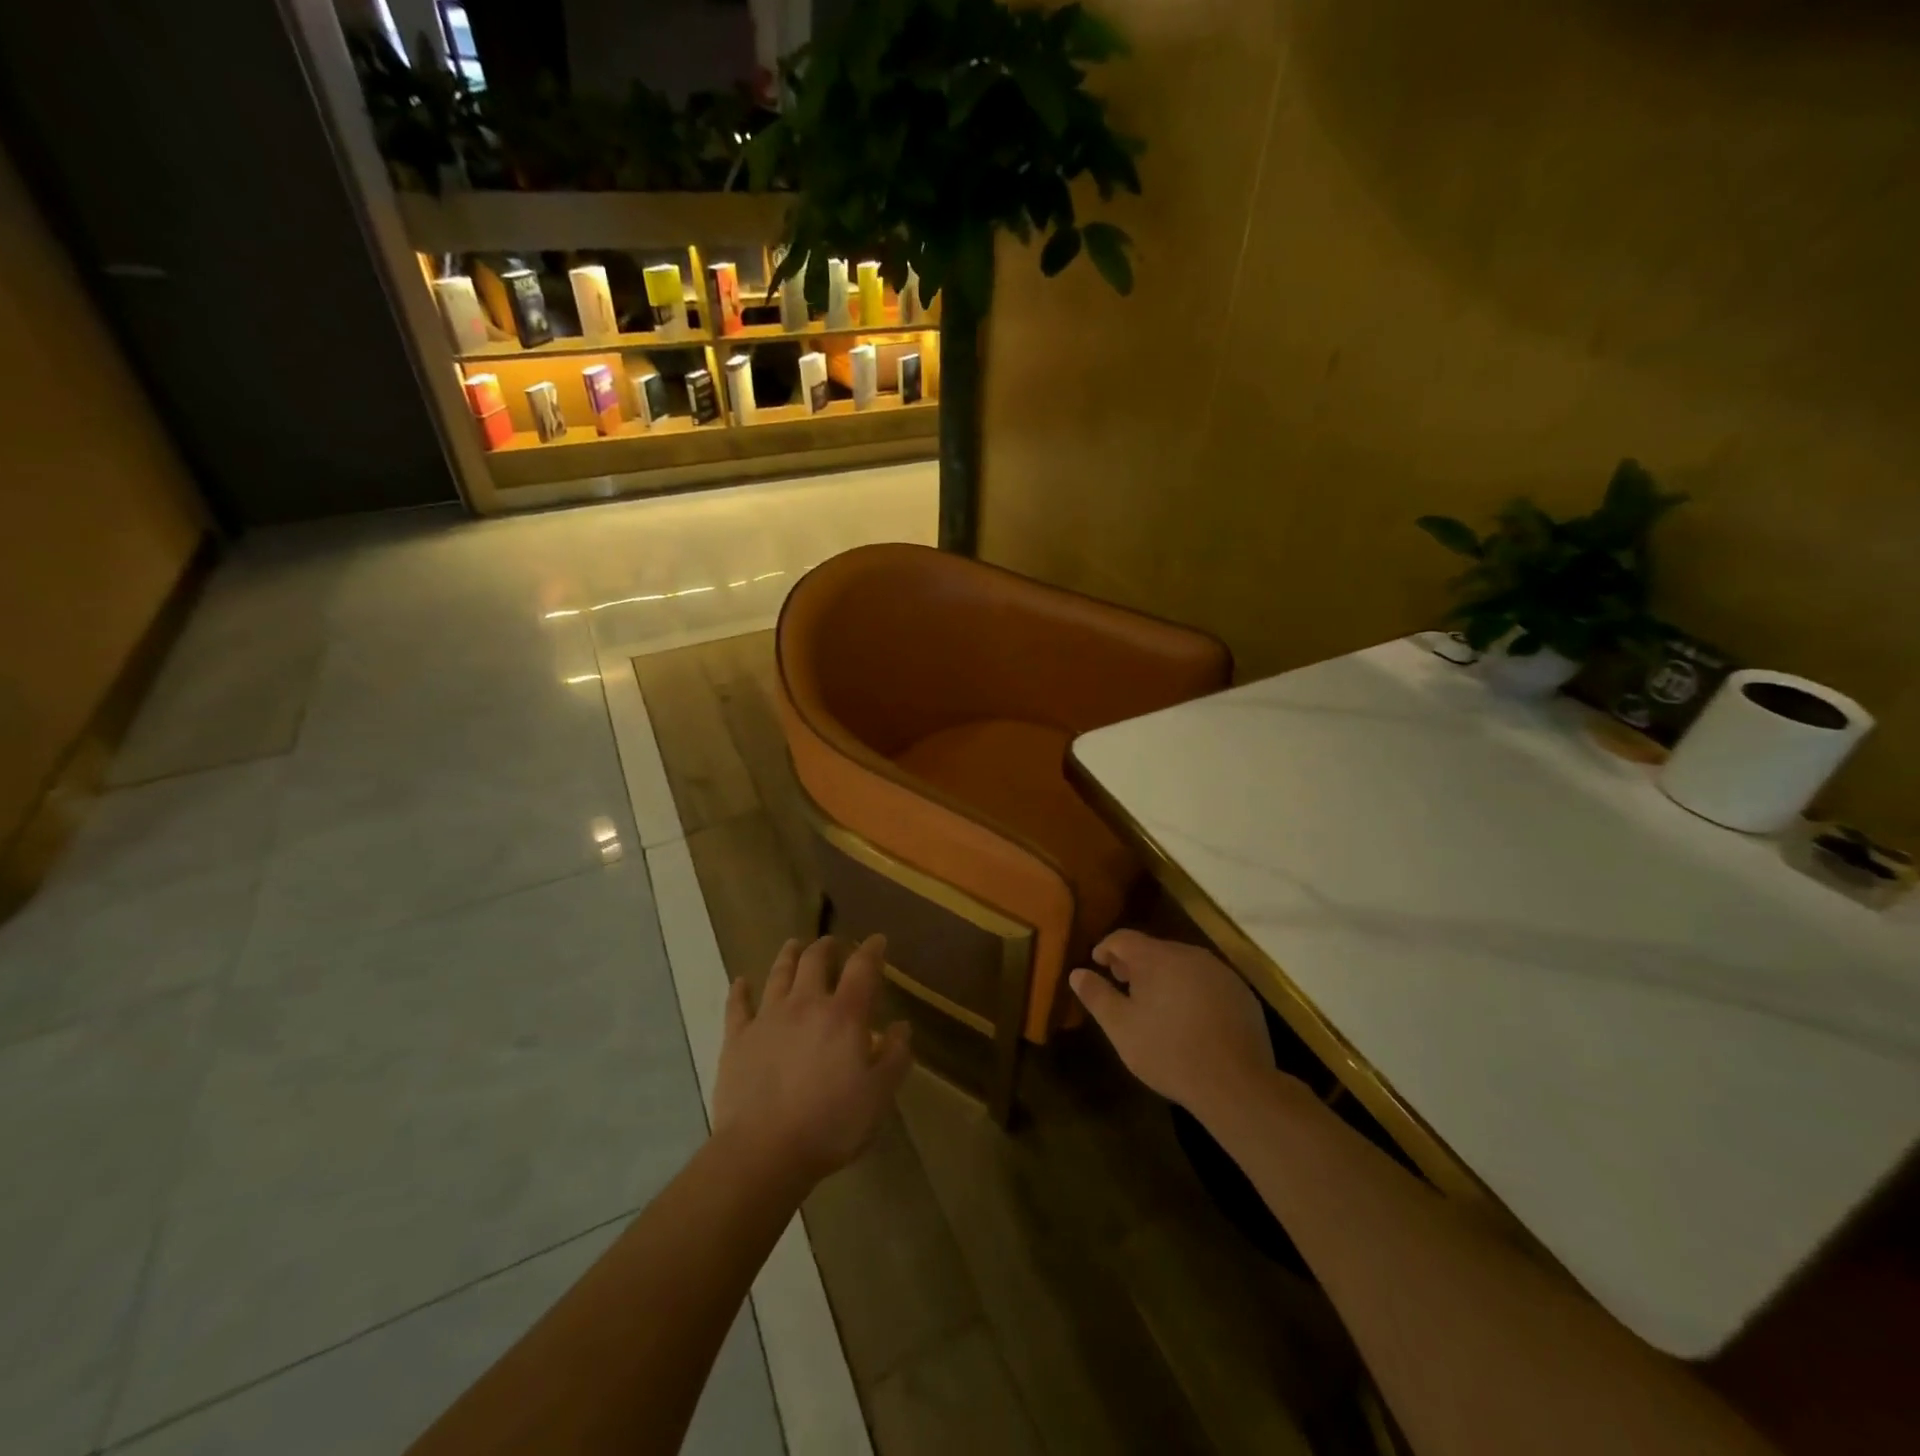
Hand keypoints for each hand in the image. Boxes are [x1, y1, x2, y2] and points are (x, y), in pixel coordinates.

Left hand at [713, 934, 912, 1186]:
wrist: (763, 1151)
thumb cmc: (830, 1124)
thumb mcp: (879, 1096)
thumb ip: (895, 1056)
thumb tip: (901, 1026)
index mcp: (844, 1015)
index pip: (862, 968)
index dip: (872, 950)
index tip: (878, 940)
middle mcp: (806, 1004)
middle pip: (815, 961)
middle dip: (826, 947)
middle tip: (832, 943)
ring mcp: (768, 1018)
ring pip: (779, 974)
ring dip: (789, 955)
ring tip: (794, 945)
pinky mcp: (737, 1039)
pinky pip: (737, 1006)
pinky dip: (740, 990)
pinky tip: (741, 981)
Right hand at [1070, 930, 1275, 1123]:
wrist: (1236, 1084)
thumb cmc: (1169, 1052)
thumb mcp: (1121, 1028)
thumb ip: (1097, 996)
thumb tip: (1077, 972)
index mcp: (1156, 958)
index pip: (1123, 938)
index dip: (1106, 948)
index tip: (1097, 964)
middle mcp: (1189, 954)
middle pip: (1154, 949)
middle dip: (1135, 964)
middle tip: (1123, 986)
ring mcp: (1220, 972)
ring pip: (1182, 964)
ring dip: (1164, 977)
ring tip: (1155, 1004)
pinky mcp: (1241, 993)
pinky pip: (1207, 981)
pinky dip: (1191, 990)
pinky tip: (1190, 1019)